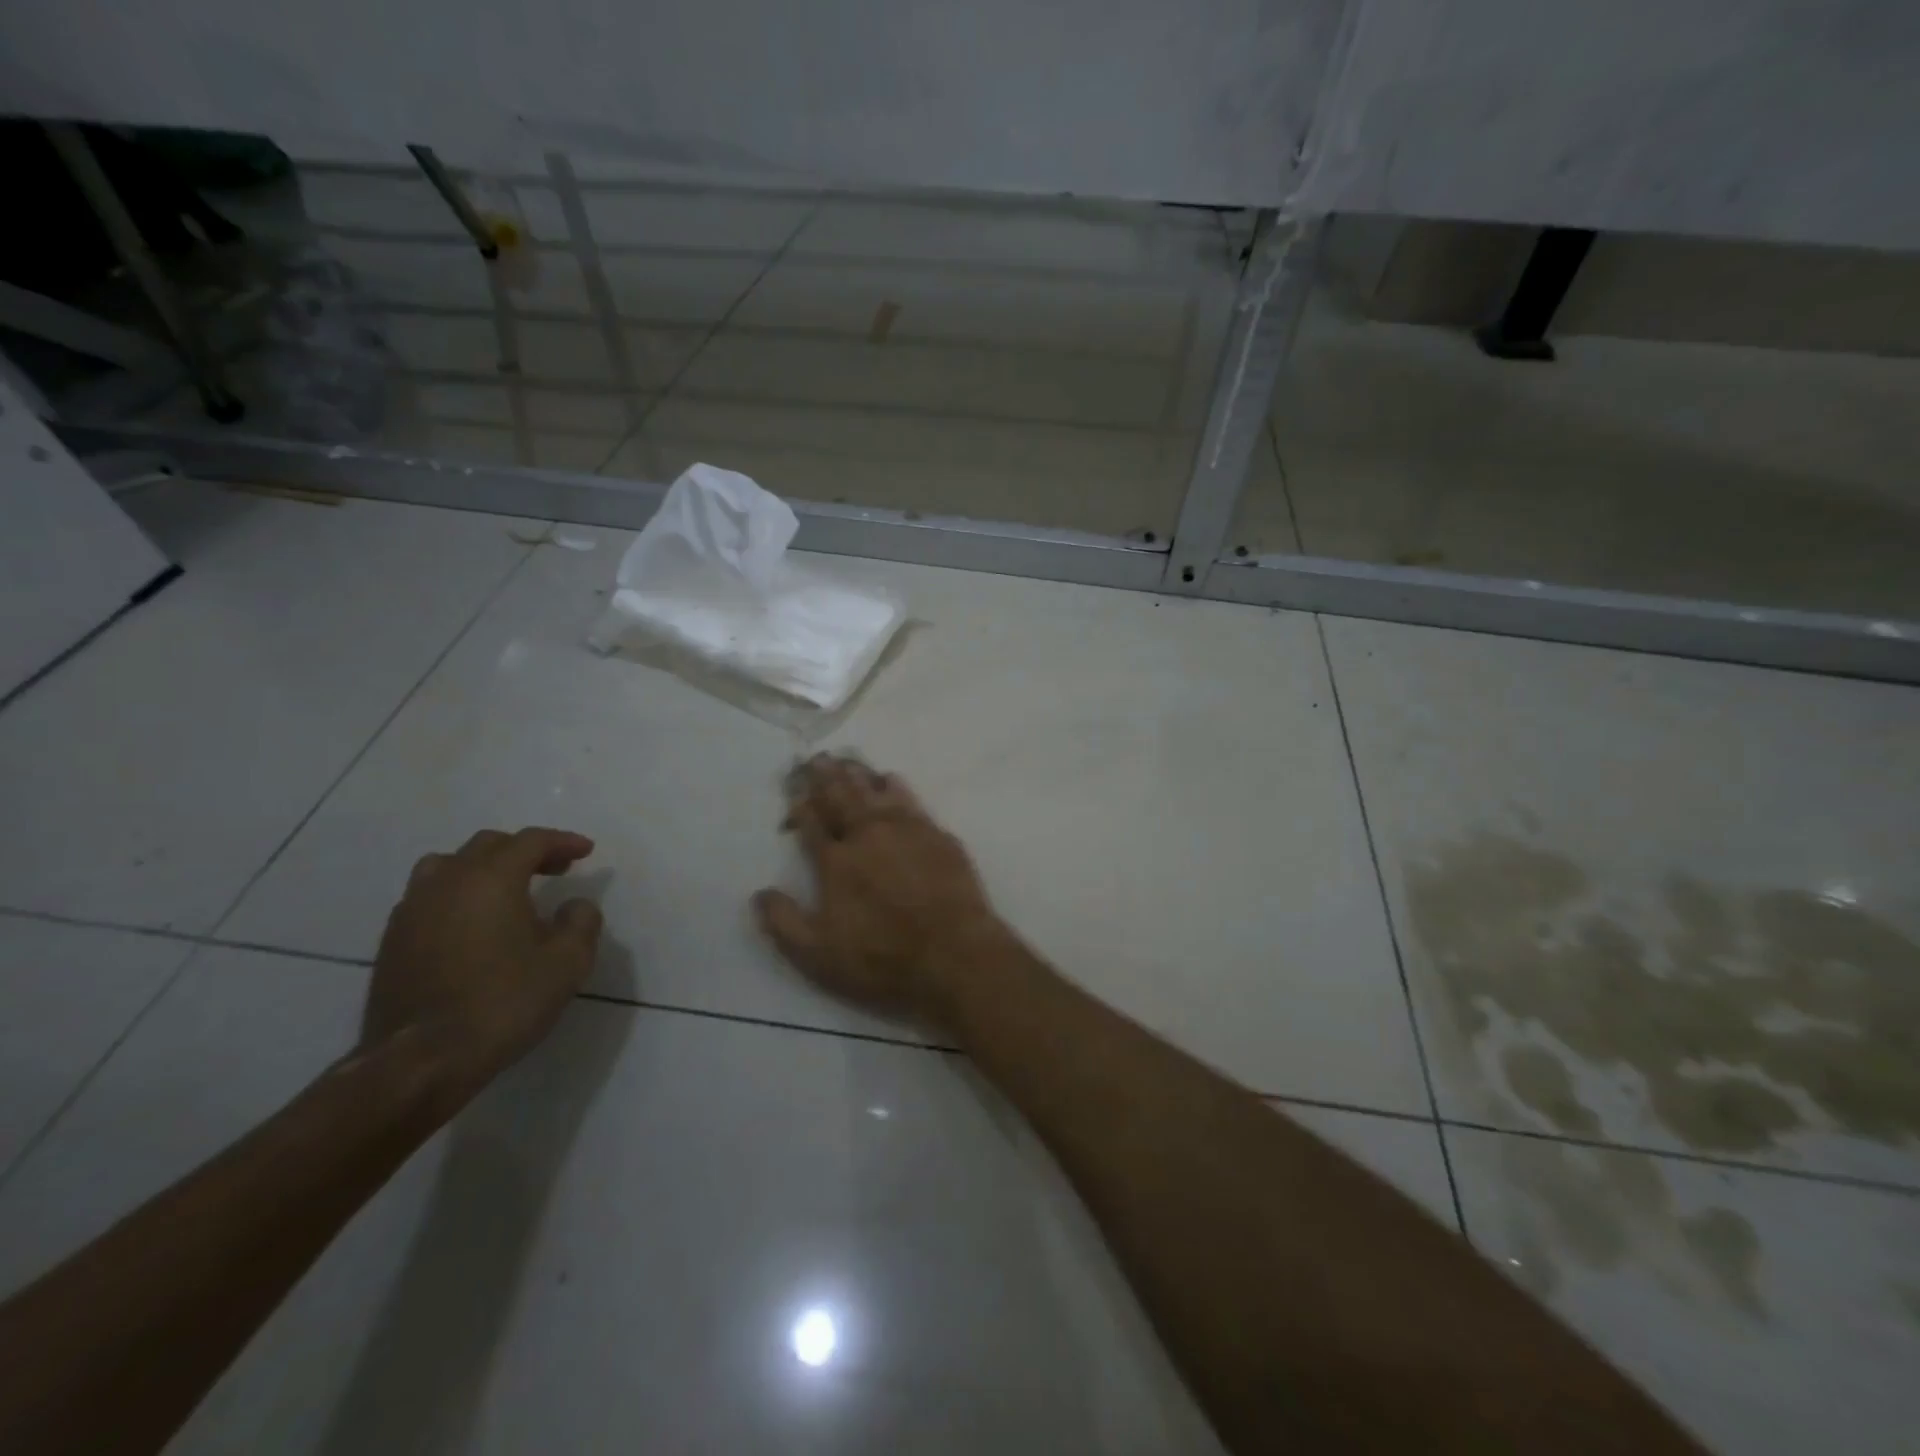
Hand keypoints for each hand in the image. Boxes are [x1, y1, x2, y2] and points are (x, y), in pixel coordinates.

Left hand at [365, 827, 603, 1100]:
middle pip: (488, 846)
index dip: (562, 841)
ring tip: (507, 891)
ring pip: (448, 865)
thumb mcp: (567, 963)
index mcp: (491, 879)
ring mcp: (412, 910)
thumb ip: (581, 922)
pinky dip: (457, 895)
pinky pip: (429, 896)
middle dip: (525, 851)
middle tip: (555, 869)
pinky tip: (472, 924)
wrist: (421, 1060)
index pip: (530, 841)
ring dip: (483, 868)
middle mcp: (447, 882)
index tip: (586, 851)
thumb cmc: (503, 1003)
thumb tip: (574, 905)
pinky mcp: (392, 941)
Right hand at [753, 754, 1003, 1027]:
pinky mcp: (936, 834)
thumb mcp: (817, 955)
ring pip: (874, 790)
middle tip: (815, 758)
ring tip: (845, 761)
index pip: (811, 823)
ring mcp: (905, 829)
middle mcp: (867, 834)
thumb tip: (759, 893)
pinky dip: (894, 785)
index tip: (792, 790)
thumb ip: (783, 922)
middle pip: (841, 797)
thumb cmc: (881, 958)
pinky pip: (909, 798)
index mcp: (836, 861)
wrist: (954, 953)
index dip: (799, 806)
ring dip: (857, 774)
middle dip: (824, 777)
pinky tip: (890, 779)